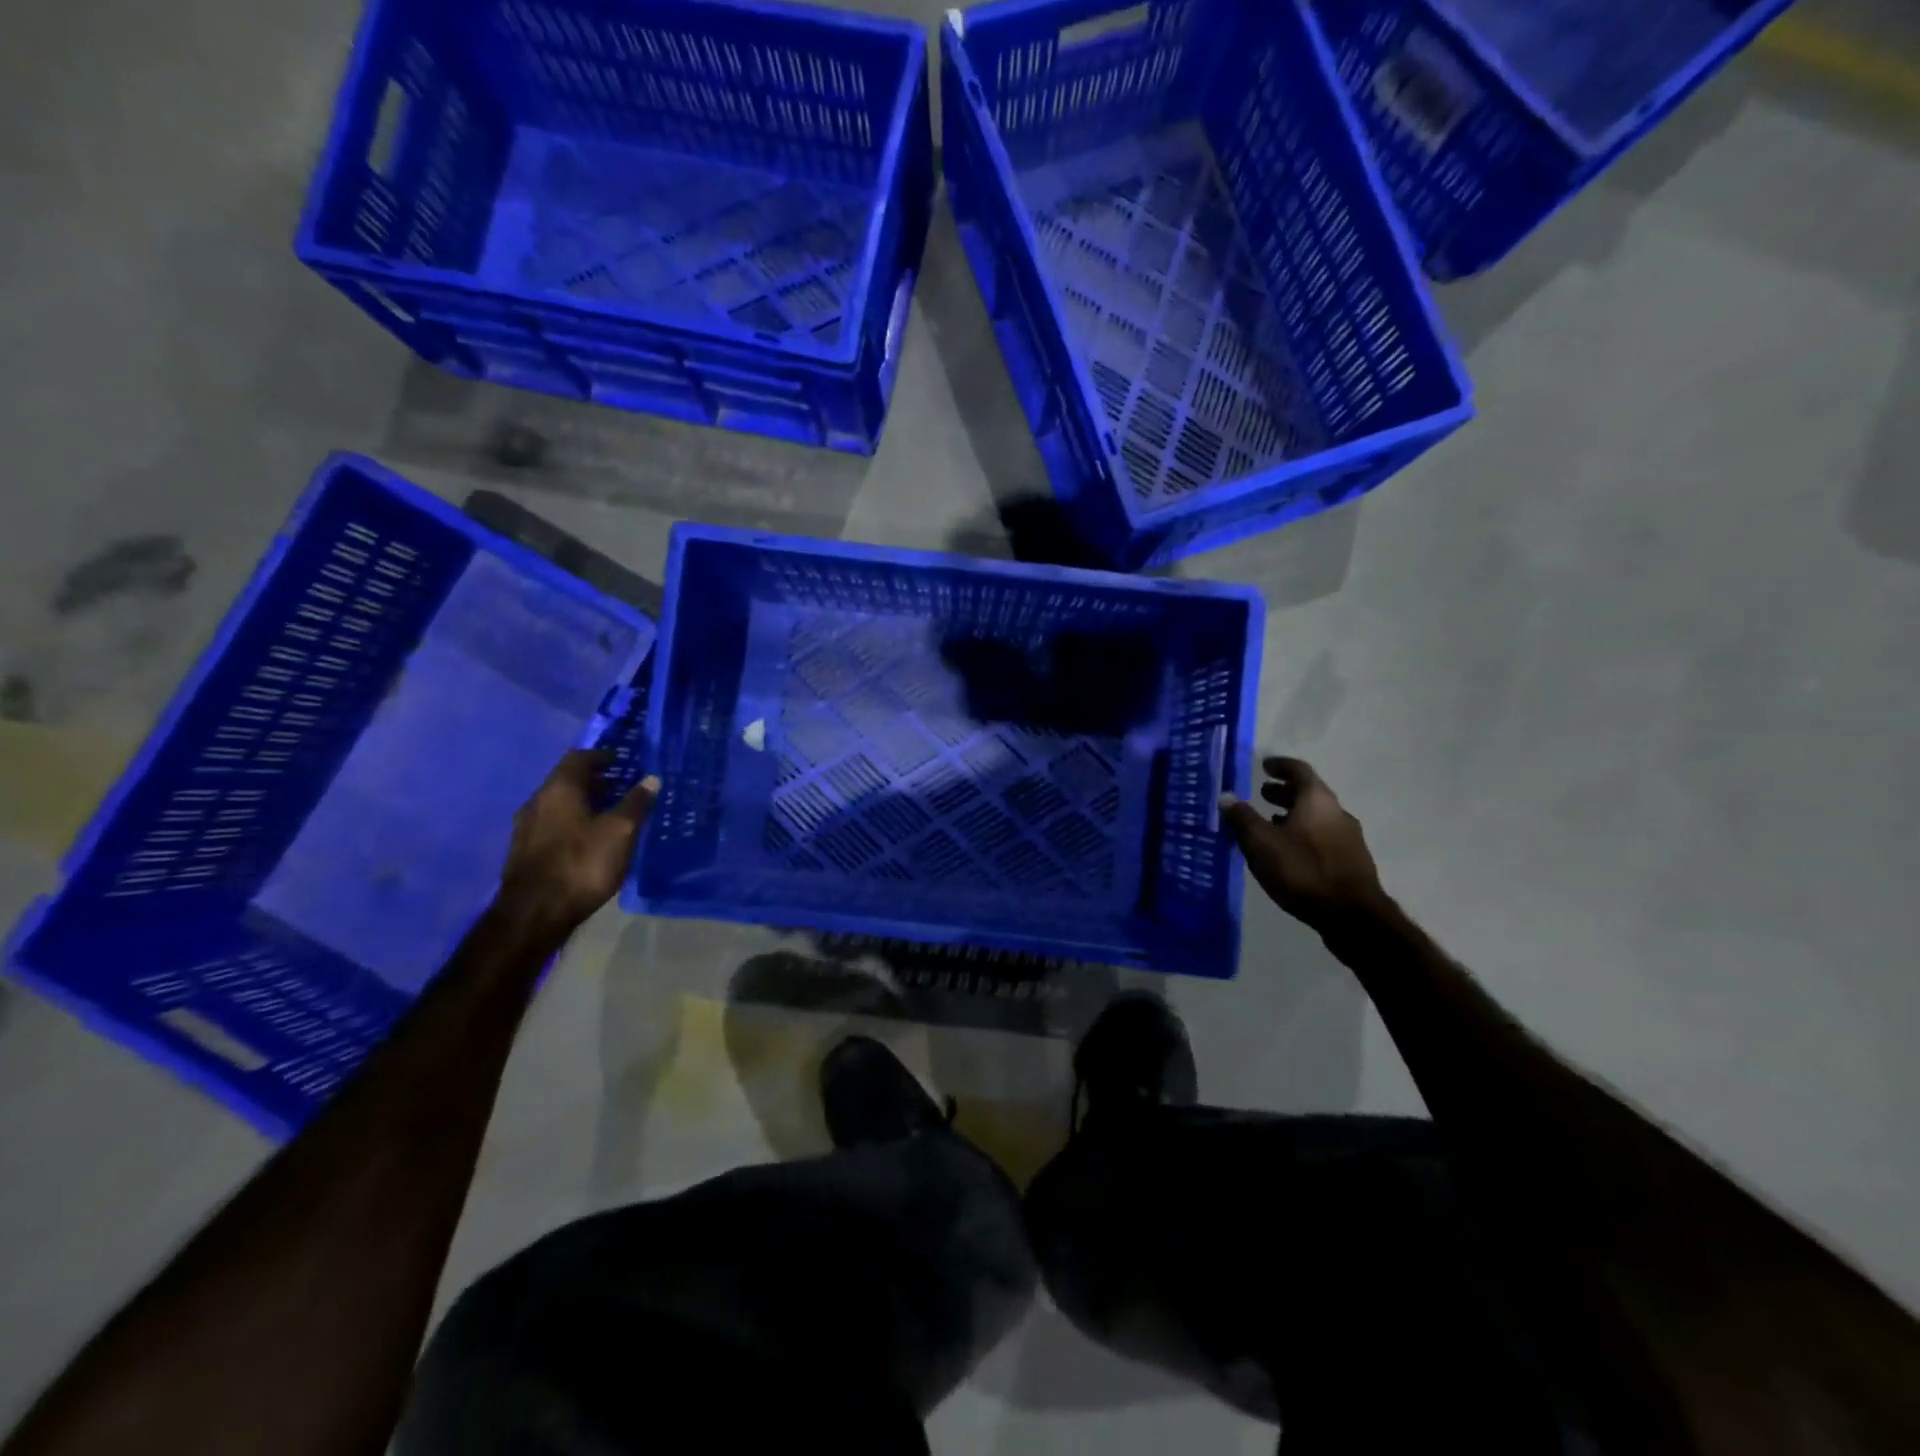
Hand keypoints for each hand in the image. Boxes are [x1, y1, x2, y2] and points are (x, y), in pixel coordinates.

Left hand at [496, 750, 658, 934]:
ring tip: (611, 814)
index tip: (624, 762)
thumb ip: (636, 803)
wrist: (533, 914)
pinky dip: (573, 821)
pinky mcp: (525, 851)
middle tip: (623, 788)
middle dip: (595, 780)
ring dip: (584, 803)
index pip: (579, 758)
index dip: (602, 756)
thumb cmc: (581, 864)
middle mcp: (537, 801)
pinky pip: (553, 824)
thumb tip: (651, 778)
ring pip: (559, 803)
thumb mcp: (620, 832)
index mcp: (559, 789)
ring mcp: (527, 827)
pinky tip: (590, 839)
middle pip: (567, 780)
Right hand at [1220, 756, 1383, 931]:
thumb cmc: (1303, 871)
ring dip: (1294, 815)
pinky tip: (1290, 852)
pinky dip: (1304, 834)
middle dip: (1284, 792)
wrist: (1353, 917)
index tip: (1264, 766)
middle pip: (1310, 794)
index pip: (1299, 770)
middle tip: (1262, 795)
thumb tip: (1226, 796)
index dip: (1280, 766)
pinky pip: (1323, 836)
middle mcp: (1337, 812)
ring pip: (1317, 817)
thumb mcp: (1262, 844)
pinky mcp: (1352, 861)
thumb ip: (1243, 818)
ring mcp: (1349, 838)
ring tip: (1271, 823)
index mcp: (1317, 800)